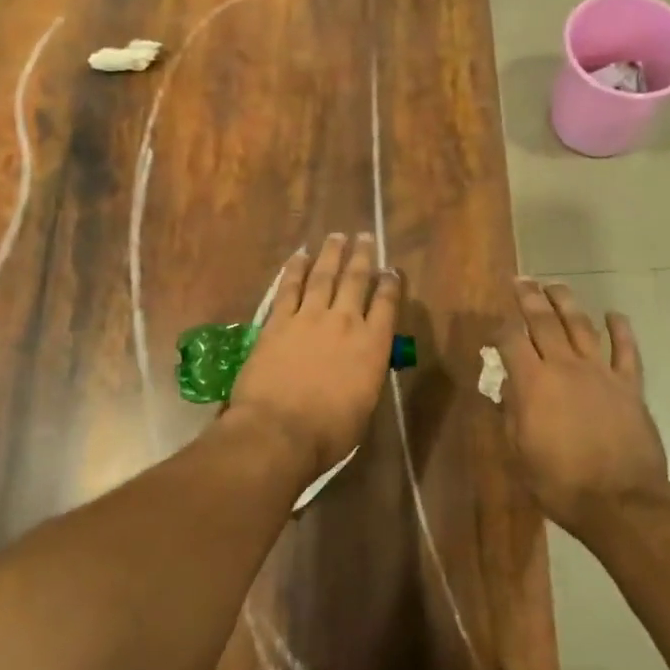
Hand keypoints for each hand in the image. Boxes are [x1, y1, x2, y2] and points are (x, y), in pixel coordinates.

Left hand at [227, 233, 400, 480]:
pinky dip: (295, 269)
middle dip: (362, 256)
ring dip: (331, 254)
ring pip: (323, 276)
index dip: (390, 283)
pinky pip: (289, 287)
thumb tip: (364, 364)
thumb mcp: (364, 407)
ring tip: (336, 236)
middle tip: (364, 237)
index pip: (386, 304)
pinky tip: (300, 256)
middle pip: (355, 280)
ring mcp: (309, 317)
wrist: (279, 430)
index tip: (391, 269)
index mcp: (372, 345)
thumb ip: (367, 376)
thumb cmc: (329, 432)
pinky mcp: (278, 321)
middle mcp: (344, 322)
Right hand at [498, 279, 669, 541]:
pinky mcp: (629, 385)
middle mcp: (564, 366)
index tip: (494, 328)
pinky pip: (626, 349)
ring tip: (555, 286)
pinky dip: (620, 329)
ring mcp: (600, 372)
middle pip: (544, 321)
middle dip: (530, 297)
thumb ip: (510, 413)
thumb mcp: (519, 453)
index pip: (511, 340)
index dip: (500, 329)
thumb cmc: (560, 483)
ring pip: (581, 325)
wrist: (620, 502)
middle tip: (521, 281)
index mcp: (532, 382)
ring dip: (566, 302)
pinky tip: (613, 314)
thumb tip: (503, 387)